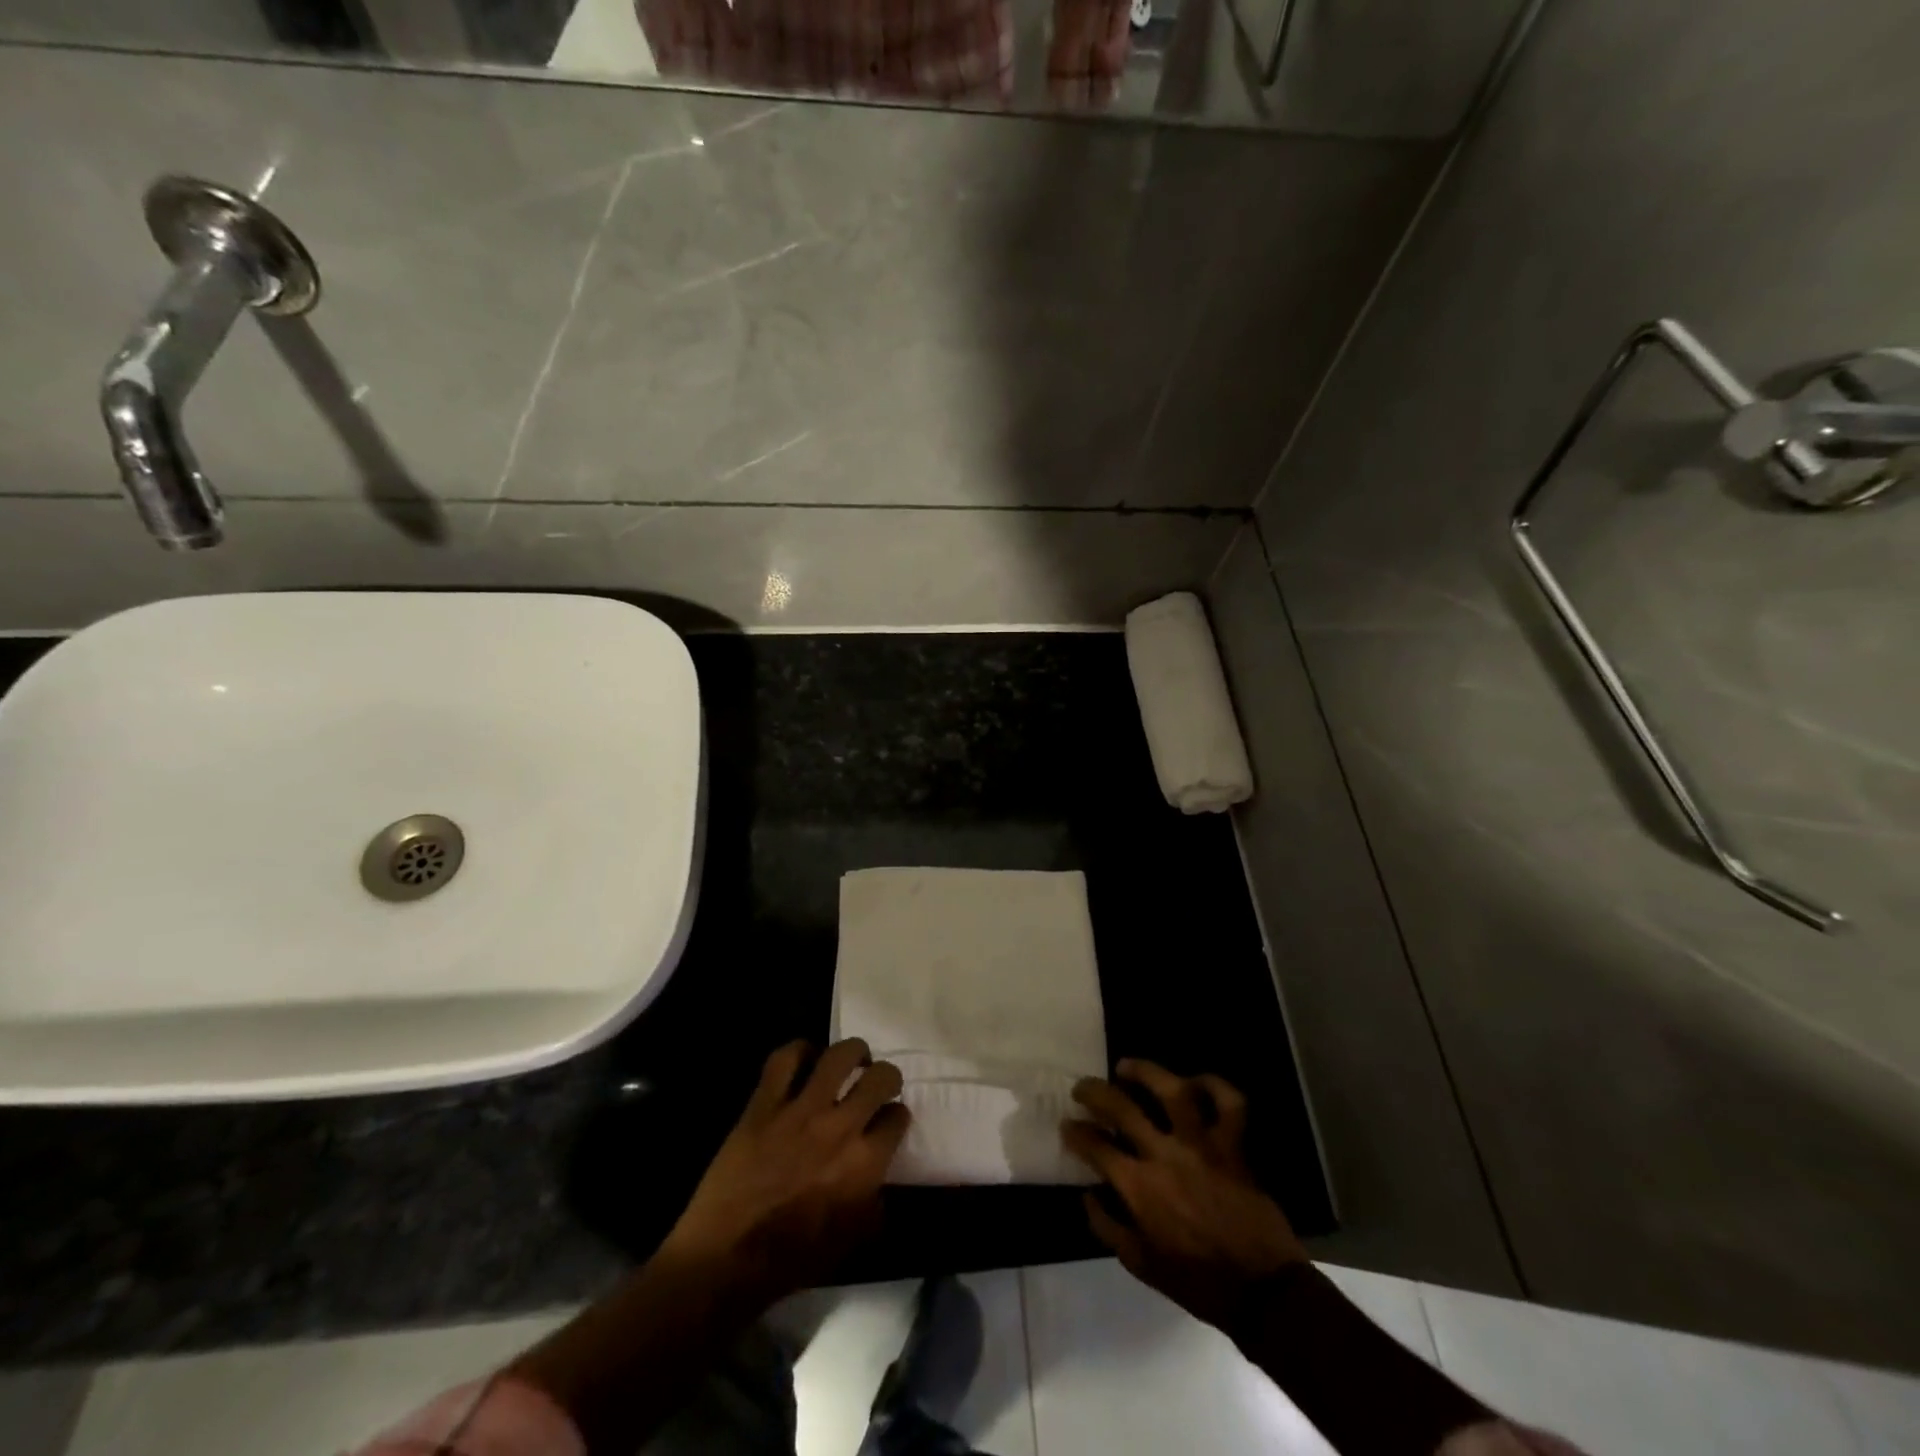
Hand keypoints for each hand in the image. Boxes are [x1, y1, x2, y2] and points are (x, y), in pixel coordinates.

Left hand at [663, 1039, 909, 1302]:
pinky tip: (806, 1059)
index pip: (897, 1117)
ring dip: (853, 1052)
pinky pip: (785, 1059)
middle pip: (880, 1077)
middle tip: (877, 1082)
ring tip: (851, 1059)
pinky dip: (800, 1051)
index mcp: (864, 1164)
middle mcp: (839, 1128)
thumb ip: (874, 1199)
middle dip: (887, 1075)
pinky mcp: (764, 1104)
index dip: (896, 1116)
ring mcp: (800, 1111)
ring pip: (839, 1055)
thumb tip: (878, 1176)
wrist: (724, 1261)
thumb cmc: (791, 1260)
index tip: (888, 1120)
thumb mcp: (852, 1239)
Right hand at [1063, 1060, 1305, 1326]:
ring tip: (1128, 1066)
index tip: (1067, 1125)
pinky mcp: (1234, 1147)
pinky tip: (1196, 1082)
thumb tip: (1088, 1195)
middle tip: (1083, 1087)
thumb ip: (1108, 1227)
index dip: (1076, 1132)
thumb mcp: (1141, 1265)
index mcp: (1140, 1186)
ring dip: (1146, 1072)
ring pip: (1173, 1090)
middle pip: (1122, 1106)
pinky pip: (1230, 1104)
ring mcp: (1202, 1146)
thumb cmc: (1198, 1282)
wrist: (1263, 1293)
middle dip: (1094, 1091)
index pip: (1096, 1146)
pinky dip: (1215, 1086)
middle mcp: (1166, 1155)